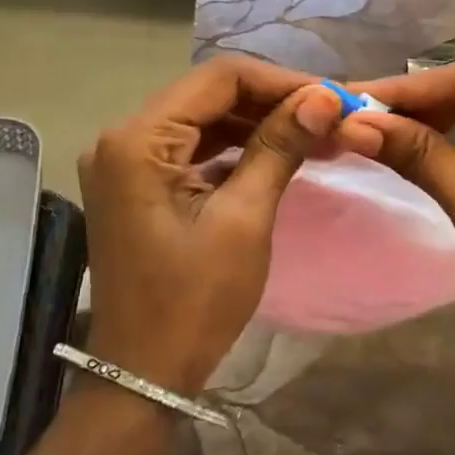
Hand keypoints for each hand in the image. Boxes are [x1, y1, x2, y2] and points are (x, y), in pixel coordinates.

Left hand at [78, 57, 362, 394]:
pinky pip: (192, 149)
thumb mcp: (243, 219)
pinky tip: (278, 153)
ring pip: (203, 120)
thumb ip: (279, 148)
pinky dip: (234, 149)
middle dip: (272, 102)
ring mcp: (126, 162)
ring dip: (257, 125)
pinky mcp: (137, 184)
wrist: (143, 376)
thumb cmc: (194, 302)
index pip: (218, 79)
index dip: (280, 82)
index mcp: (138, 140)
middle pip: (209, 95)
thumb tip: (323, 97)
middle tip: (331, 117)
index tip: (331, 97)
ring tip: (316, 134)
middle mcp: (123, 138)